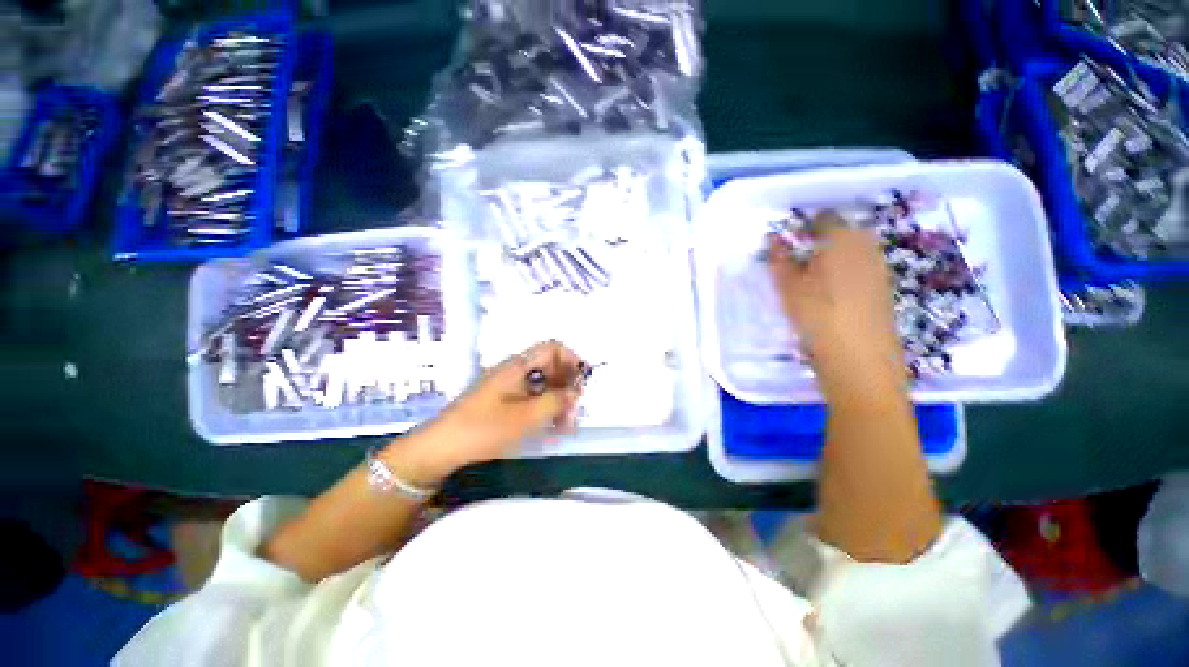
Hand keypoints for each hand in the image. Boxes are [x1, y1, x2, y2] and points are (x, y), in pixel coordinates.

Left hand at [386, 341, 585, 483]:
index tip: (582, 382)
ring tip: (564, 425)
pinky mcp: (504, 398)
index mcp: (519, 365)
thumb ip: (556, 402)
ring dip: (558, 399)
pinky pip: (532, 395)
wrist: (441, 446)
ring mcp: (509, 383)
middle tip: (574, 412)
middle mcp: (515, 369)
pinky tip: (550, 425)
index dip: (572, 360)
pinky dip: (544, 406)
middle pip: (551, 366)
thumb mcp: (526, 417)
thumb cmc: (484, 428)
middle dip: (567, 385)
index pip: (553, 348)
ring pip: (543, 382)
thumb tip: (575, 391)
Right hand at [767, 212, 903, 392]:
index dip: (802, 227)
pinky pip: (859, 269)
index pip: (823, 218)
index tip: (786, 246)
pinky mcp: (883, 288)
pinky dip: (843, 274)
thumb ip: (780, 259)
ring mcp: (878, 267)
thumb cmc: (818, 315)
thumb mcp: (788, 286)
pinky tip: (829, 296)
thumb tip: (774, 240)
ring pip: (850, 252)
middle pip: (840, 232)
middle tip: (795, 265)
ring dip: (829, 259)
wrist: (859, 358)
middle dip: (817, 243)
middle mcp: (866, 246)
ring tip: (809, 282)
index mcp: (842, 238)